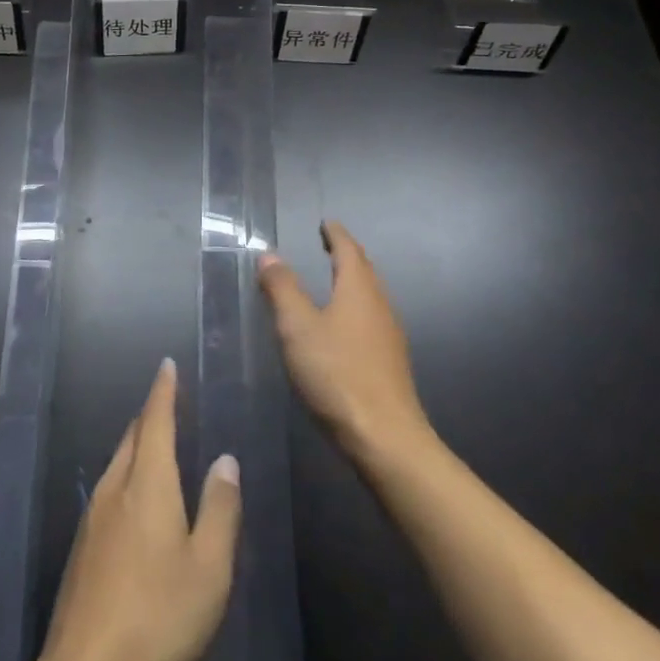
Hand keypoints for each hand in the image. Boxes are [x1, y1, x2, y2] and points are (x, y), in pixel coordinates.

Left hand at [32, 358, 241, 660]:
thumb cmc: (159, 618)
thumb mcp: (209, 568)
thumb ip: (220, 508)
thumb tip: (225, 459)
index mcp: (147, 485)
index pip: (155, 422)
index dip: (163, 391)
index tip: (166, 365)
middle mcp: (115, 490)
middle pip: (132, 438)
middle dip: (150, 416)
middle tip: (168, 402)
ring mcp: (92, 519)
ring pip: (117, 464)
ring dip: (137, 446)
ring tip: (157, 444)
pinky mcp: (81, 549)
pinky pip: (109, 492)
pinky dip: (127, 476)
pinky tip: (138, 500)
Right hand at [259, 220, 431, 463]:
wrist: (384, 437)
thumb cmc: (337, 374)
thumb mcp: (297, 328)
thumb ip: (283, 289)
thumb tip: (269, 255)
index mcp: (359, 290)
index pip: (349, 250)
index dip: (336, 234)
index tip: (326, 223)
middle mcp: (380, 306)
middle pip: (364, 271)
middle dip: (347, 255)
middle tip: (328, 245)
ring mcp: (389, 336)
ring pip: (370, 297)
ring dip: (352, 283)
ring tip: (333, 281)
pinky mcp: (389, 363)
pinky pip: (371, 320)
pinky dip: (354, 309)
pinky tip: (342, 328)